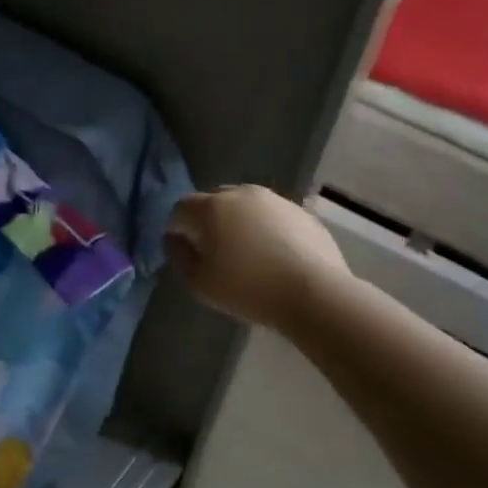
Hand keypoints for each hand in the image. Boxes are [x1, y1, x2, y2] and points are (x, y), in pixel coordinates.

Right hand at [164, 186, 347, 329]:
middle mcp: (241, 194)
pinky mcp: (302, 213)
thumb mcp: (198, 282)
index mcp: (211, 207)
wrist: (314, 293)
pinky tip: (273, 255)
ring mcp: (275, 200)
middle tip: (213, 250)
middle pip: (214, 200)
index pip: (181, 208)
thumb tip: (173, 238)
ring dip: (238, 222)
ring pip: (245, 206)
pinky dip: (266, 229)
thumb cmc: (247, 288)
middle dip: (208, 220)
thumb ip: (178, 255)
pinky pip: (272, 216)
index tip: (183, 249)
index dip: (177, 227)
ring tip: (246, 252)